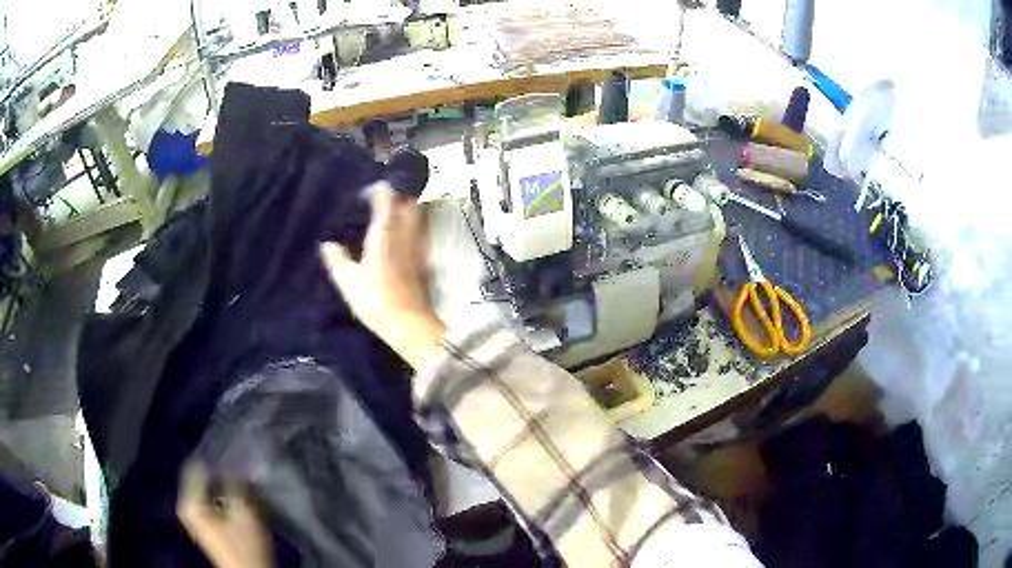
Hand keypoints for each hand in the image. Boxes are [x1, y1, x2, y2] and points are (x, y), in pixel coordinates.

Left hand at [177, 463, 273, 567]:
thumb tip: (235, 463)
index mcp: (190, 501)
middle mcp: (186, 504)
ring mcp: (194, 515)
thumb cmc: (245, 546)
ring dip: (227, 488)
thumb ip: (236, 484)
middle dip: (224, 476)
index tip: (236, 463)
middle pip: (203, 478)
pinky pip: (211, 500)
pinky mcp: (204, 523)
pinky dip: (225, 499)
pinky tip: (240, 504)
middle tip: (244, 478)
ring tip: (246, 491)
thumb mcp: (244, 513)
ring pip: (209, 490)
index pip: (197, 466)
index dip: (217, 462)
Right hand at [320, 182, 446, 370]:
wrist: (408, 323)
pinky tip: (409, 230)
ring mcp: (419, 245)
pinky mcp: (425, 258)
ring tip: (401, 205)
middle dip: (403, 191)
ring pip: (422, 214)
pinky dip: (418, 222)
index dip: (380, 189)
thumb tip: (327, 244)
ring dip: (414, 204)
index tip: (372, 188)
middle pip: (411, 201)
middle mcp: (405, 233)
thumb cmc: (375, 299)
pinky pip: (424, 230)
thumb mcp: (348, 281)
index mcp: (384, 232)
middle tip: (390, 191)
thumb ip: (337, 260)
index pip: (386, 199)